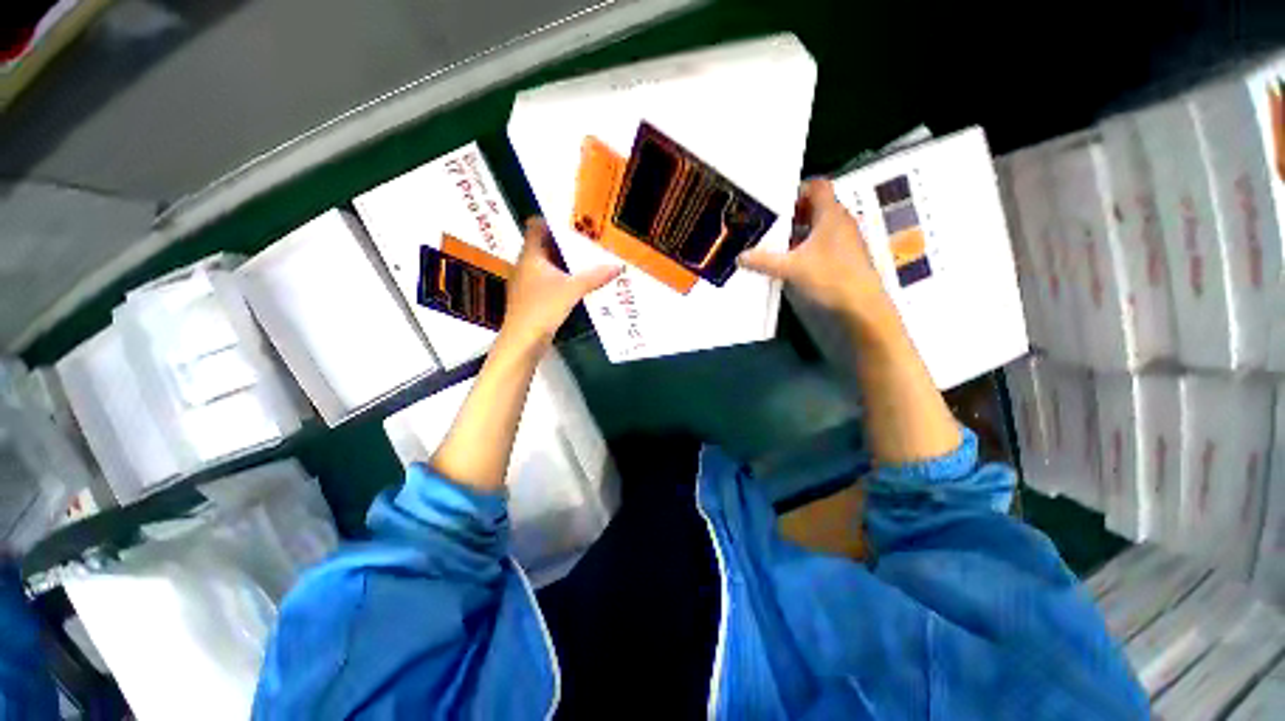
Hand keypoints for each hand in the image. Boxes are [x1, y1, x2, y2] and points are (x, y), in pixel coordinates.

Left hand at [499, 217, 620, 351]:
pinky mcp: (531, 297)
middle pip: (544, 245)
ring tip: (586, 259)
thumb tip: (617, 266)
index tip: (573, 221)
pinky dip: (561, 277)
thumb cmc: (543, 308)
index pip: (536, 226)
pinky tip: (577, 283)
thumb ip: (595, 277)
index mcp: (530, 255)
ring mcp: (527, 282)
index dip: (552, 221)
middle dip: (564, 242)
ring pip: (547, 264)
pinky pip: (548, 279)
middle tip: (587, 240)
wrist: (523, 340)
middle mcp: (525, 264)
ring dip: (564, 261)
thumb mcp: (572, 290)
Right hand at [739, 179, 891, 323]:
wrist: (861, 305)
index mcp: (830, 214)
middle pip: (816, 206)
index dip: (797, 190)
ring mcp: (845, 239)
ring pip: (819, 226)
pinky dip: (807, 246)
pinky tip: (792, 261)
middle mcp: (840, 221)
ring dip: (799, 232)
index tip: (777, 204)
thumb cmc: (829, 277)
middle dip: (792, 214)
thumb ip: (764, 261)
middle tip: (771, 224)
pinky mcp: (845, 256)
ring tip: (777, 243)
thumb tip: (740, 256)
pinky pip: (823, 242)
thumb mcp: (791, 268)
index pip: (817, 186)